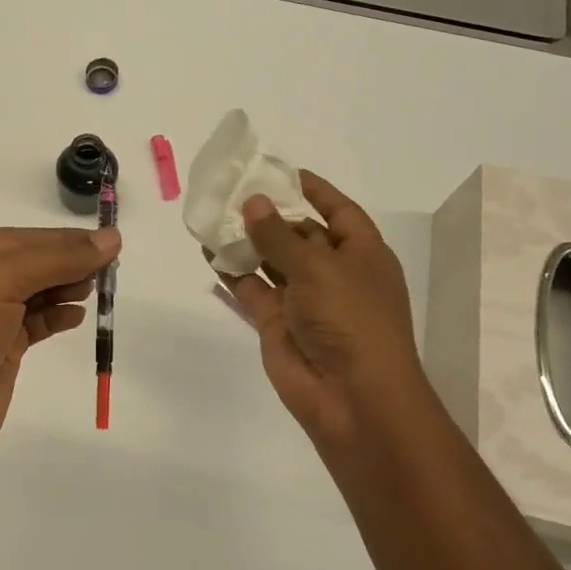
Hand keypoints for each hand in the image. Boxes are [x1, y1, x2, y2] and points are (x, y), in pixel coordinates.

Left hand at [0, 225, 119, 471]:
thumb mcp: (0, 281)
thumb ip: (56, 258)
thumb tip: (111, 238)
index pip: (17, 238)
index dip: (61, 238)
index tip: (106, 240)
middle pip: (25, 264)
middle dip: (65, 262)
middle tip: (109, 265)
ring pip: (30, 294)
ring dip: (63, 287)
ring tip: (97, 287)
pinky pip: (32, 325)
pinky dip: (55, 317)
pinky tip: (77, 314)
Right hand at [222, 171, 432, 456]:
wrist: (352, 397)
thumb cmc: (351, 320)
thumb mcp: (318, 268)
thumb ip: (279, 235)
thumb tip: (252, 202)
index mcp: (362, 254)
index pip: (339, 211)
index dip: (314, 190)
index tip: (280, 172)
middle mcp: (334, 272)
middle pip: (300, 233)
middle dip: (270, 213)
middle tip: (232, 190)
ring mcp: (304, 299)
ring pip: (271, 260)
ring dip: (247, 240)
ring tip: (214, 215)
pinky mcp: (277, 322)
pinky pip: (251, 288)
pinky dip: (232, 271)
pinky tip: (208, 250)